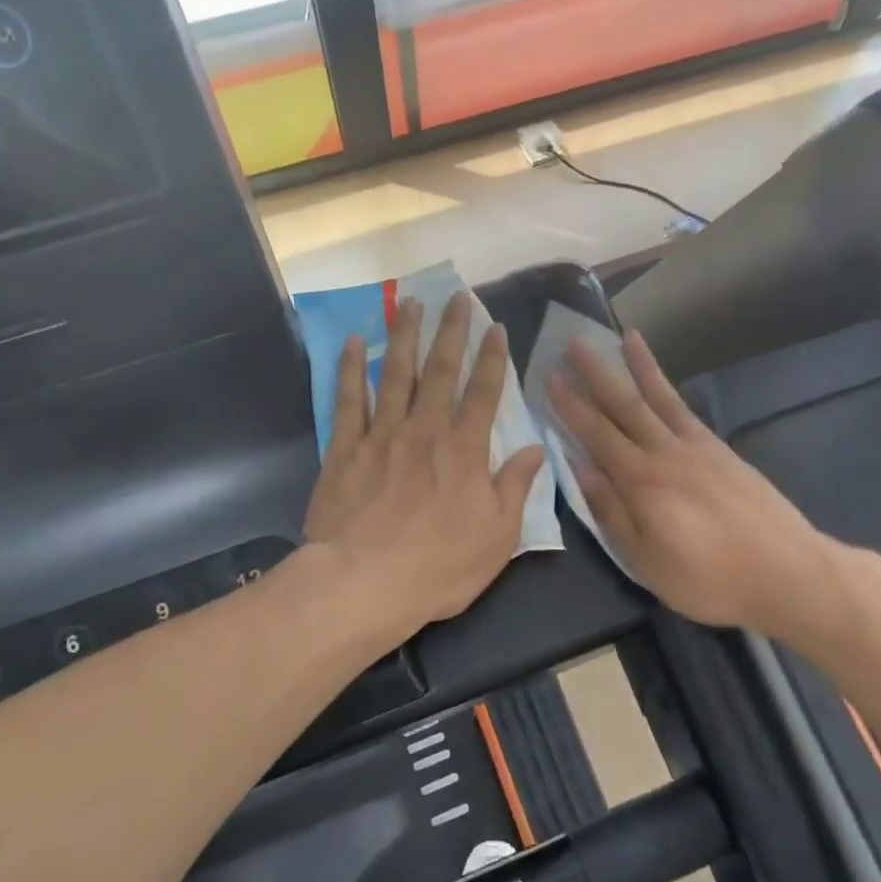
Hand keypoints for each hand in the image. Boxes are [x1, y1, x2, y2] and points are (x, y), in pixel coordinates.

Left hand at [304, 291, 545, 634]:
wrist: (364, 583)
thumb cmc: (439, 566)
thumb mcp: (497, 536)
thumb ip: (515, 487)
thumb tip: (536, 449)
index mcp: (464, 451)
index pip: (483, 394)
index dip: (492, 359)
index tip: (496, 327)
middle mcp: (424, 431)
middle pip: (440, 372)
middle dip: (450, 332)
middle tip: (454, 297)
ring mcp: (381, 436)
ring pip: (394, 375)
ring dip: (403, 336)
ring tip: (409, 303)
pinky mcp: (344, 450)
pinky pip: (348, 401)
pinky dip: (350, 369)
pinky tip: (353, 342)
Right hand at [547, 330, 835, 633]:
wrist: (786, 572)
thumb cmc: (708, 578)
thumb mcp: (646, 560)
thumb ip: (611, 511)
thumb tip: (580, 468)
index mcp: (642, 482)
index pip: (597, 435)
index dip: (571, 406)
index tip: (550, 378)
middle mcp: (666, 453)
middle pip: (625, 405)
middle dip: (597, 374)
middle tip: (575, 342)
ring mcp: (698, 447)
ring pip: (660, 398)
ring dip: (638, 367)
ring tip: (624, 337)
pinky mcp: (722, 451)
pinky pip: (686, 410)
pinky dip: (669, 390)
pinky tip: (662, 383)